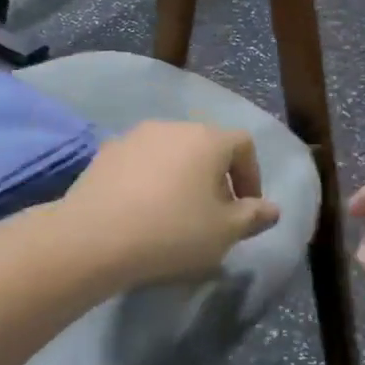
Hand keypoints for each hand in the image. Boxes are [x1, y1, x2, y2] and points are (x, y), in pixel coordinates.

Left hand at [62, 122, 280, 285]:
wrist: (93, 238)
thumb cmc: (172, 232)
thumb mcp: (225, 232)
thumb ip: (253, 217)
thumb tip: (271, 209)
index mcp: (207, 138)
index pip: (243, 145)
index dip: (251, 176)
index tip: (246, 209)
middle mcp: (171, 127)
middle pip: (205, 145)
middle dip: (216, 177)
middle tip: (213, 214)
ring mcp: (133, 137)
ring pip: (170, 153)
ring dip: (181, 177)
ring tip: (176, 214)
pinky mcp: (104, 154)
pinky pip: (140, 164)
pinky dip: (149, 181)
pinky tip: (142, 212)